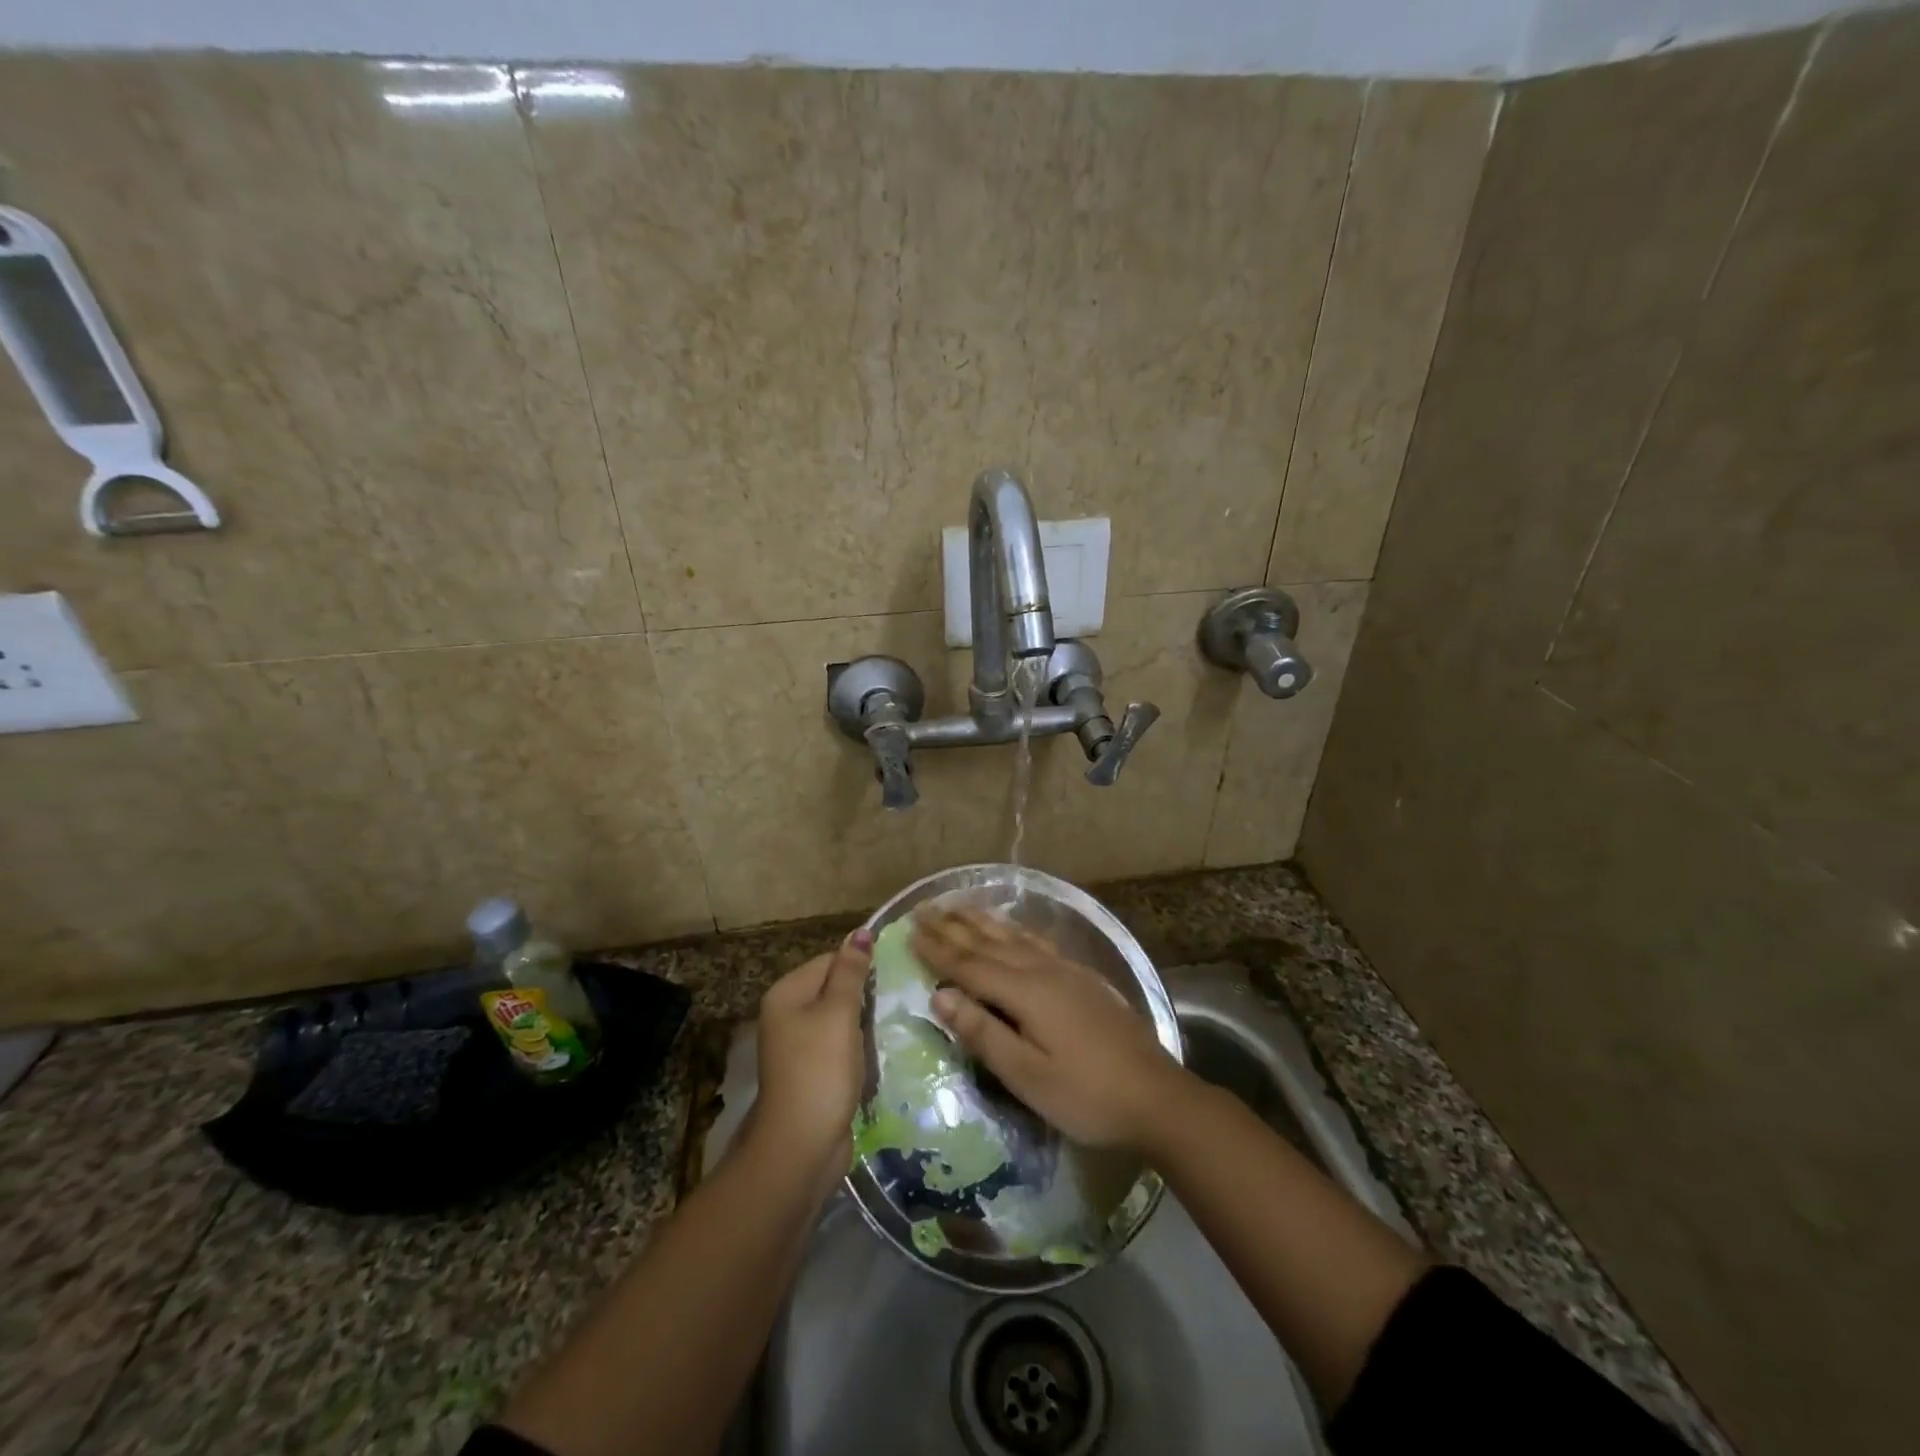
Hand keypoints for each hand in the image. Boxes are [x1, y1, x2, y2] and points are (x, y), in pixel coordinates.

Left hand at [750, 929, 871, 1185]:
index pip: (829, 960)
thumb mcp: (839, 1013)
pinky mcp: (812, 1071)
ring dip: (864, 1022)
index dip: (860, 965)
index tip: (892, 974)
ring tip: (892, 1022)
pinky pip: (839, 1045)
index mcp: (787, 993)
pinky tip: (878, 1051)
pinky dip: (858, 1047)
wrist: (802, 1145)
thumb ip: (851, 972)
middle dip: (864, 994)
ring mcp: (798, 1046)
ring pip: (840, 1018)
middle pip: (833, 988)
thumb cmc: (820, 1069)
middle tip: (897, 998)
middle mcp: (787, 1014)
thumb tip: (861, 931)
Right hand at [913, 907, 1189, 1152]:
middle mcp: (1043, 970)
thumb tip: (940, 995)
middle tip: (924, 908)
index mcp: (1025, 992)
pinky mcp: (1083, 979)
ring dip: (982, 921)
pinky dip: (1014, 931)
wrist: (1156, 1097)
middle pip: (989, 943)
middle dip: (954, 926)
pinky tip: (1013, 931)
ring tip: (958, 905)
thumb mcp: (1027, 1076)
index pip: (969, 965)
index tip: (909, 929)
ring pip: (1014, 937)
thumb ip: (983, 1032)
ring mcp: (1066, 971)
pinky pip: (1037, 942)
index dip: (937, 948)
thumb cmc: (1086, 1095)